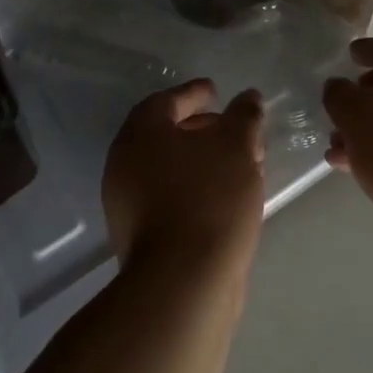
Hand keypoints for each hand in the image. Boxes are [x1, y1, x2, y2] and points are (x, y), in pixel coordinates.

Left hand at [103, 79, 265, 268]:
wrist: (183, 281)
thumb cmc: (209, 198)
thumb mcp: (236, 147)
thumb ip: (243, 116)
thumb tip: (248, 97)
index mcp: (140, 134)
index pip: (166, 101)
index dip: (194, 93)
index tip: (216, 91)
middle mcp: (124, 164)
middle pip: (165, 134)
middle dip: (202, 128)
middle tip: (233, 129)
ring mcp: (127, 203)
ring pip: (169, 168)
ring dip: (202, 160)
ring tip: (239, 164)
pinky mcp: (139, 235)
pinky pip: (169, 195)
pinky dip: (195, 186)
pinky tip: (225, 196)